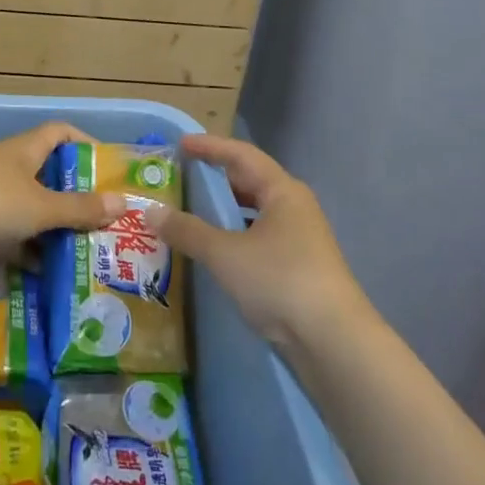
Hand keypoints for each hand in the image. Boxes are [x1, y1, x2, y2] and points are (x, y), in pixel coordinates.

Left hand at [0, 122, 125, 272]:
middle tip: (103, 223)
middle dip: (74, 199)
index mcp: (27, 149)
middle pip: (49, 177)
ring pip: (30, 211)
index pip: (61, 133)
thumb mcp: (42, 205)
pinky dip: (27, 252)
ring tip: (83, 254)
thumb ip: (80, 208)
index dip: (85, 144)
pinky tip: (47, 275)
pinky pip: (10, 236)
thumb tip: (123, 203)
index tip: (106, 167)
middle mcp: (10, 168)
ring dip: (52, 231)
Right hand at [146, 134, 369, 350]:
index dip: (210, 147)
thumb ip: (187, 230)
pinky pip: (260, 238)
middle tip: (184, 175)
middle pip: (251, 181)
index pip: (241, 156)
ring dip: (225, 210)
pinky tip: (217, 251)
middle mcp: (294, 207)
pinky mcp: (299, 268)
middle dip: (217, 176)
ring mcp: (300, 239)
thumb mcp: (225, 253)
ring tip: (193, 212)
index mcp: (282, 191)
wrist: (333, 341)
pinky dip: (235, 236)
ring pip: (255, 213)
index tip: (181, 144)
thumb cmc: (279, 280)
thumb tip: (151, 211)